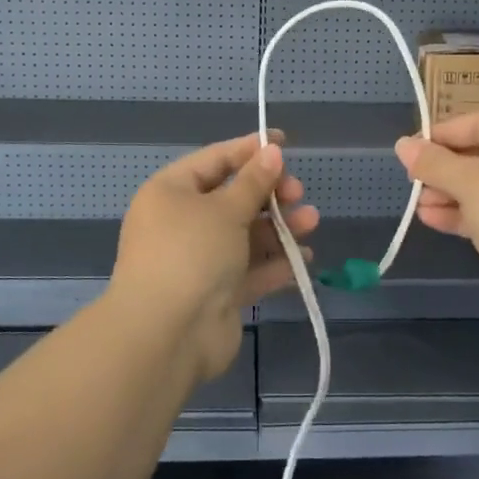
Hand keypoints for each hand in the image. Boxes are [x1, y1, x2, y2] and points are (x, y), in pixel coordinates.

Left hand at [109, 134, 318, 381]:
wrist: (167, 336)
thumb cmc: (191, 254)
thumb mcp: (225, 209)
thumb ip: (254, 181)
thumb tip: (271, 151)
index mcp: (171, 192)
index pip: (215, 160)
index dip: (249, 150)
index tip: (283, 143)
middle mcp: (181, 223)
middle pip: (233, 198)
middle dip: (270, 194)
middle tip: (298, 193)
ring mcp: (199, 260)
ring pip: (245, 235)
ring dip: (279, 227)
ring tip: (311, 222)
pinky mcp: (216, 293)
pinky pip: (249, 270)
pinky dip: (275, 263)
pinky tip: (304, 259)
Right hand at [395, 111, 478, 327]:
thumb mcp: (467, 182)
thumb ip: (432, 162)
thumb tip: (402, 144)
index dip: (442, 133)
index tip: (410, 148)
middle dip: (444, 169)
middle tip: (413, 180)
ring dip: (450, 194)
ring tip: (418, 205)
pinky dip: (466, 214)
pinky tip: (432, 221)